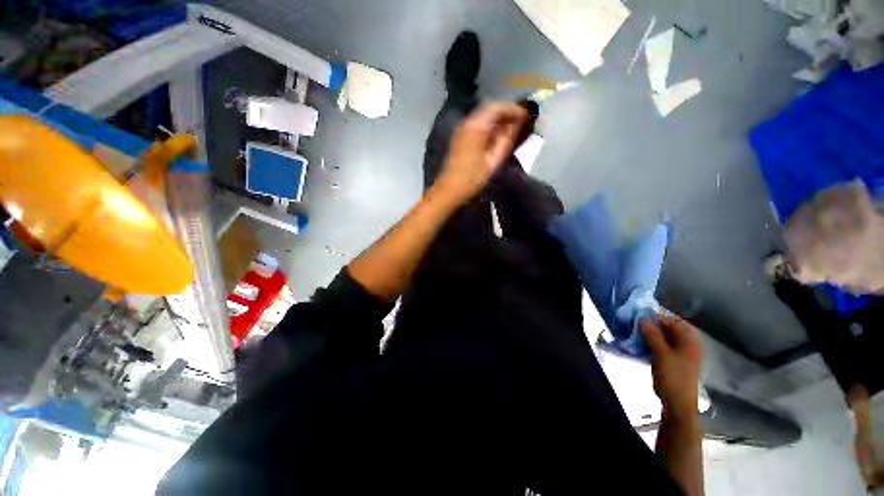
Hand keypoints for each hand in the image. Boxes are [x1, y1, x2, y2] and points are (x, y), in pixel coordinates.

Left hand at [436, 102, 527, 204]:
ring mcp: (462, 128)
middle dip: (506, 112)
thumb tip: (516, 124)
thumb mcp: (494, 160)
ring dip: (498, 119)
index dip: (513, 109)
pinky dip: (489, 125)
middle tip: (520, 121)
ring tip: (511, 128)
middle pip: (489, 109)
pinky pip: (478, 124)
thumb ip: (506, 139)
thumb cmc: (473, 177)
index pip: (497, 107)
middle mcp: (468, 122)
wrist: (450, 188)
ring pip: (483, 115)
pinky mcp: (460, 136)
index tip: (526, 115)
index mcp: (476, 127)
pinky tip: (497, 135)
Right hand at [640, 314, 703, 415]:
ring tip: (636, 333)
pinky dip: (654, 343)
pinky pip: (664, 345)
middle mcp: (688, 343)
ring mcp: (683, 353)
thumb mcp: (660, 353)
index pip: (673, 320)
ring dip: (651, 334)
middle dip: (653, 325)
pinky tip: (642, 344)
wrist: (678, 403)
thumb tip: (642, 318)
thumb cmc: (672, 376)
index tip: (638, 316)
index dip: (656, 316)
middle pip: (670, 328)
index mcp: (689, 339)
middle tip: (635, 324)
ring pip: (665, 337)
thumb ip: (652, 334)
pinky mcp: (676, 360)